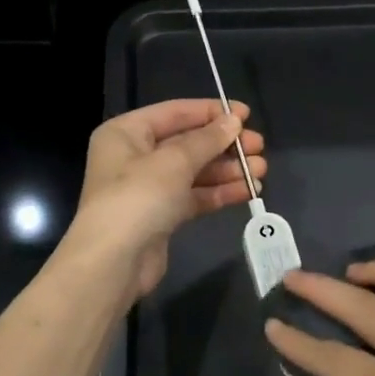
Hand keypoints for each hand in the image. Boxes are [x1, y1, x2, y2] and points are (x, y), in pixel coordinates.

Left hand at [64, 99, 266, 299]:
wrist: (114, 263)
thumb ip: (207, 140)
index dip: (212, 111)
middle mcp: (134, 156)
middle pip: (187, 143)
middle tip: (259, 147)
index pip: (175, 113)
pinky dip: (219, 192)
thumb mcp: (174, 161)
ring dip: (227, 170)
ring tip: (260, 171)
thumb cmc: (138, 198)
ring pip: (194, 172)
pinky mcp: (161, 216)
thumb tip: (233, 121)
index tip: (246, 115)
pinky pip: (194, 196)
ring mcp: (148, 188)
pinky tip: (247, 191)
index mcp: (126, 133)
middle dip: (224, 145)